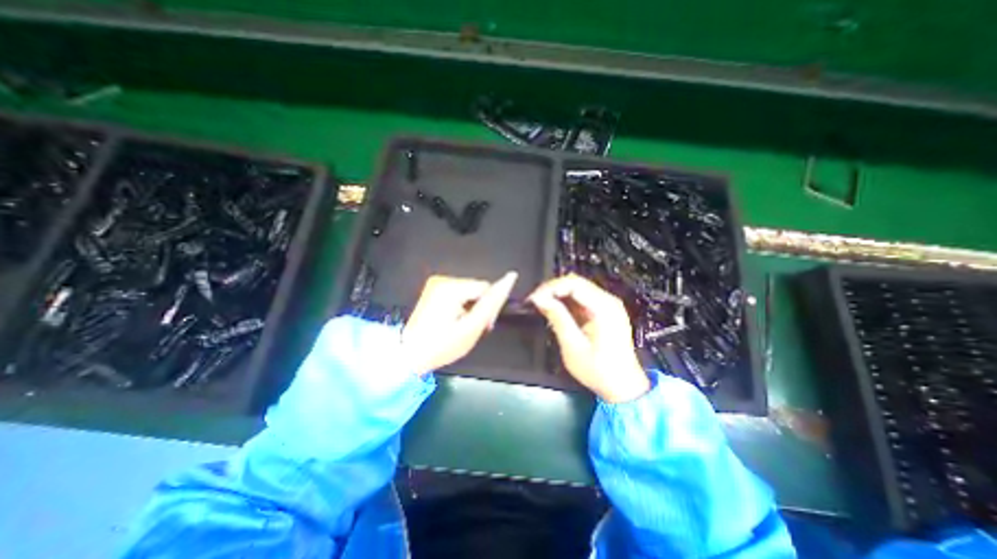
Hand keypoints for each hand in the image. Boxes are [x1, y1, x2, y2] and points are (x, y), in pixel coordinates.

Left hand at [399, 273, 518, 377]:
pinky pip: (456, 294)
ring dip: (469, 306)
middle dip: (478, 306)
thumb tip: (507, 281)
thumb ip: (491, 305)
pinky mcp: (432, 290)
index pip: (485, 287)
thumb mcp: (471, 328)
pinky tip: (451, 320)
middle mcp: (443, 281)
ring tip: (460, 326)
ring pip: (467, 291)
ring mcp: (435, 284)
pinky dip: (459, 305)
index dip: (489, 306)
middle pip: (476, 288)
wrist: (409, 355)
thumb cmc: (441, 345)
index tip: (484, 325)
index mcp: (452, 288)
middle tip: (471, 328)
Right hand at [530, 272, 647, 401]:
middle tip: (534, 301)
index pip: (573, 283)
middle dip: (552, 289)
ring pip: (577, 289)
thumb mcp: (573, 346)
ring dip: (557, 295)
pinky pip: (581, 299)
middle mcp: (608, 301)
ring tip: (541, 305)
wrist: (623, 387)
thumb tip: (539, 299)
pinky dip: (565, 302)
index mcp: (604, 307)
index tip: (534, 299)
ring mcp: (607, 305)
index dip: (550, 287)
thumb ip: (557, 318)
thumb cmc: (599, 370)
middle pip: (575, 283)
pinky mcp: (604, 312)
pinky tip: (554, 310)